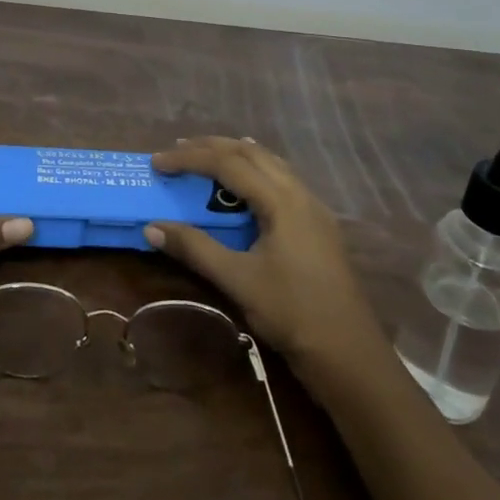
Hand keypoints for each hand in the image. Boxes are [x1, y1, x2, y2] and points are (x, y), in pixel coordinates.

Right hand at [148, 136, 382, 365]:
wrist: (348, 352)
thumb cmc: (291, 312)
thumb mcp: (237, 280)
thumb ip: (194, 249)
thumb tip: (151, 227)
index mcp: (282, 200)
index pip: (228, 164)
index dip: (189, 159)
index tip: (157, 162)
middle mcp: (300, 194)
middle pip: (252, 153)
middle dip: (213, 146)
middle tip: (177, 149)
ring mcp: (313, 209)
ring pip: (271, 164)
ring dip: (236, 155)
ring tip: (207, 156)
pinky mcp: (318, 226)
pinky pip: (282, 181)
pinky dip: (256, 172)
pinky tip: (247, 185)